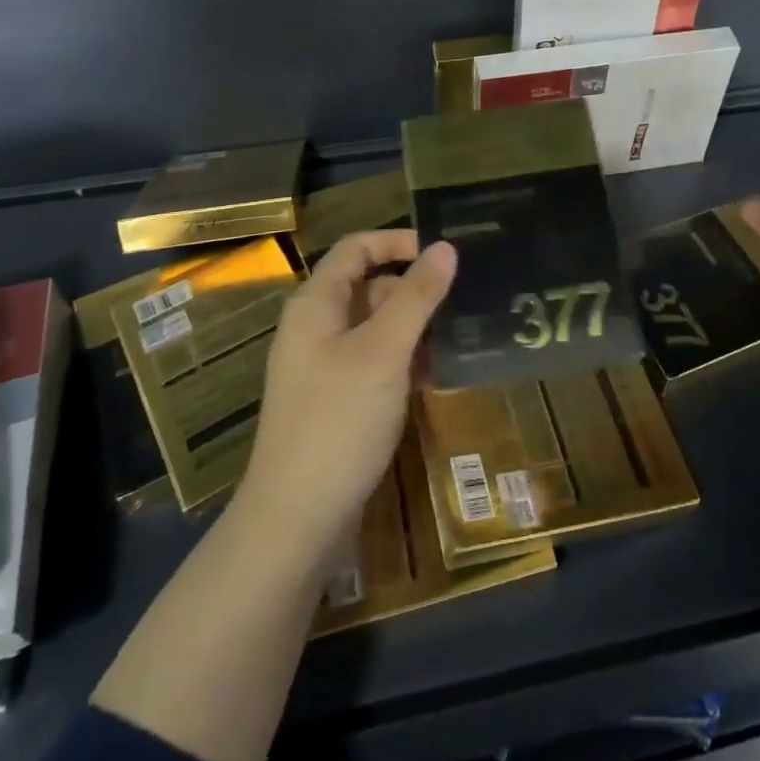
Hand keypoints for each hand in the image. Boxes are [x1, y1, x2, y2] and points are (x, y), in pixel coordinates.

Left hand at [238, 230, 456, 562]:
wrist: (296, 519)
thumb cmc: (338, 420)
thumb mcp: (384, 351)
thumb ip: (416, 296)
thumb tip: (446, 247)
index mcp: (317, 304)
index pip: (357, 248)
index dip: (398, 241)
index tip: (444, 253)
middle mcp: (317, 327)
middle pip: (369, 286)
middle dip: (414, 290)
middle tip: (463, 301)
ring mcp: (325, 365)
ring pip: (377, 327)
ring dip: (415, 328)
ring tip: (458, 339)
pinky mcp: (337, 399)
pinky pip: (376, 362)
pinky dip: (404, 360)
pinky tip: (435, 377)